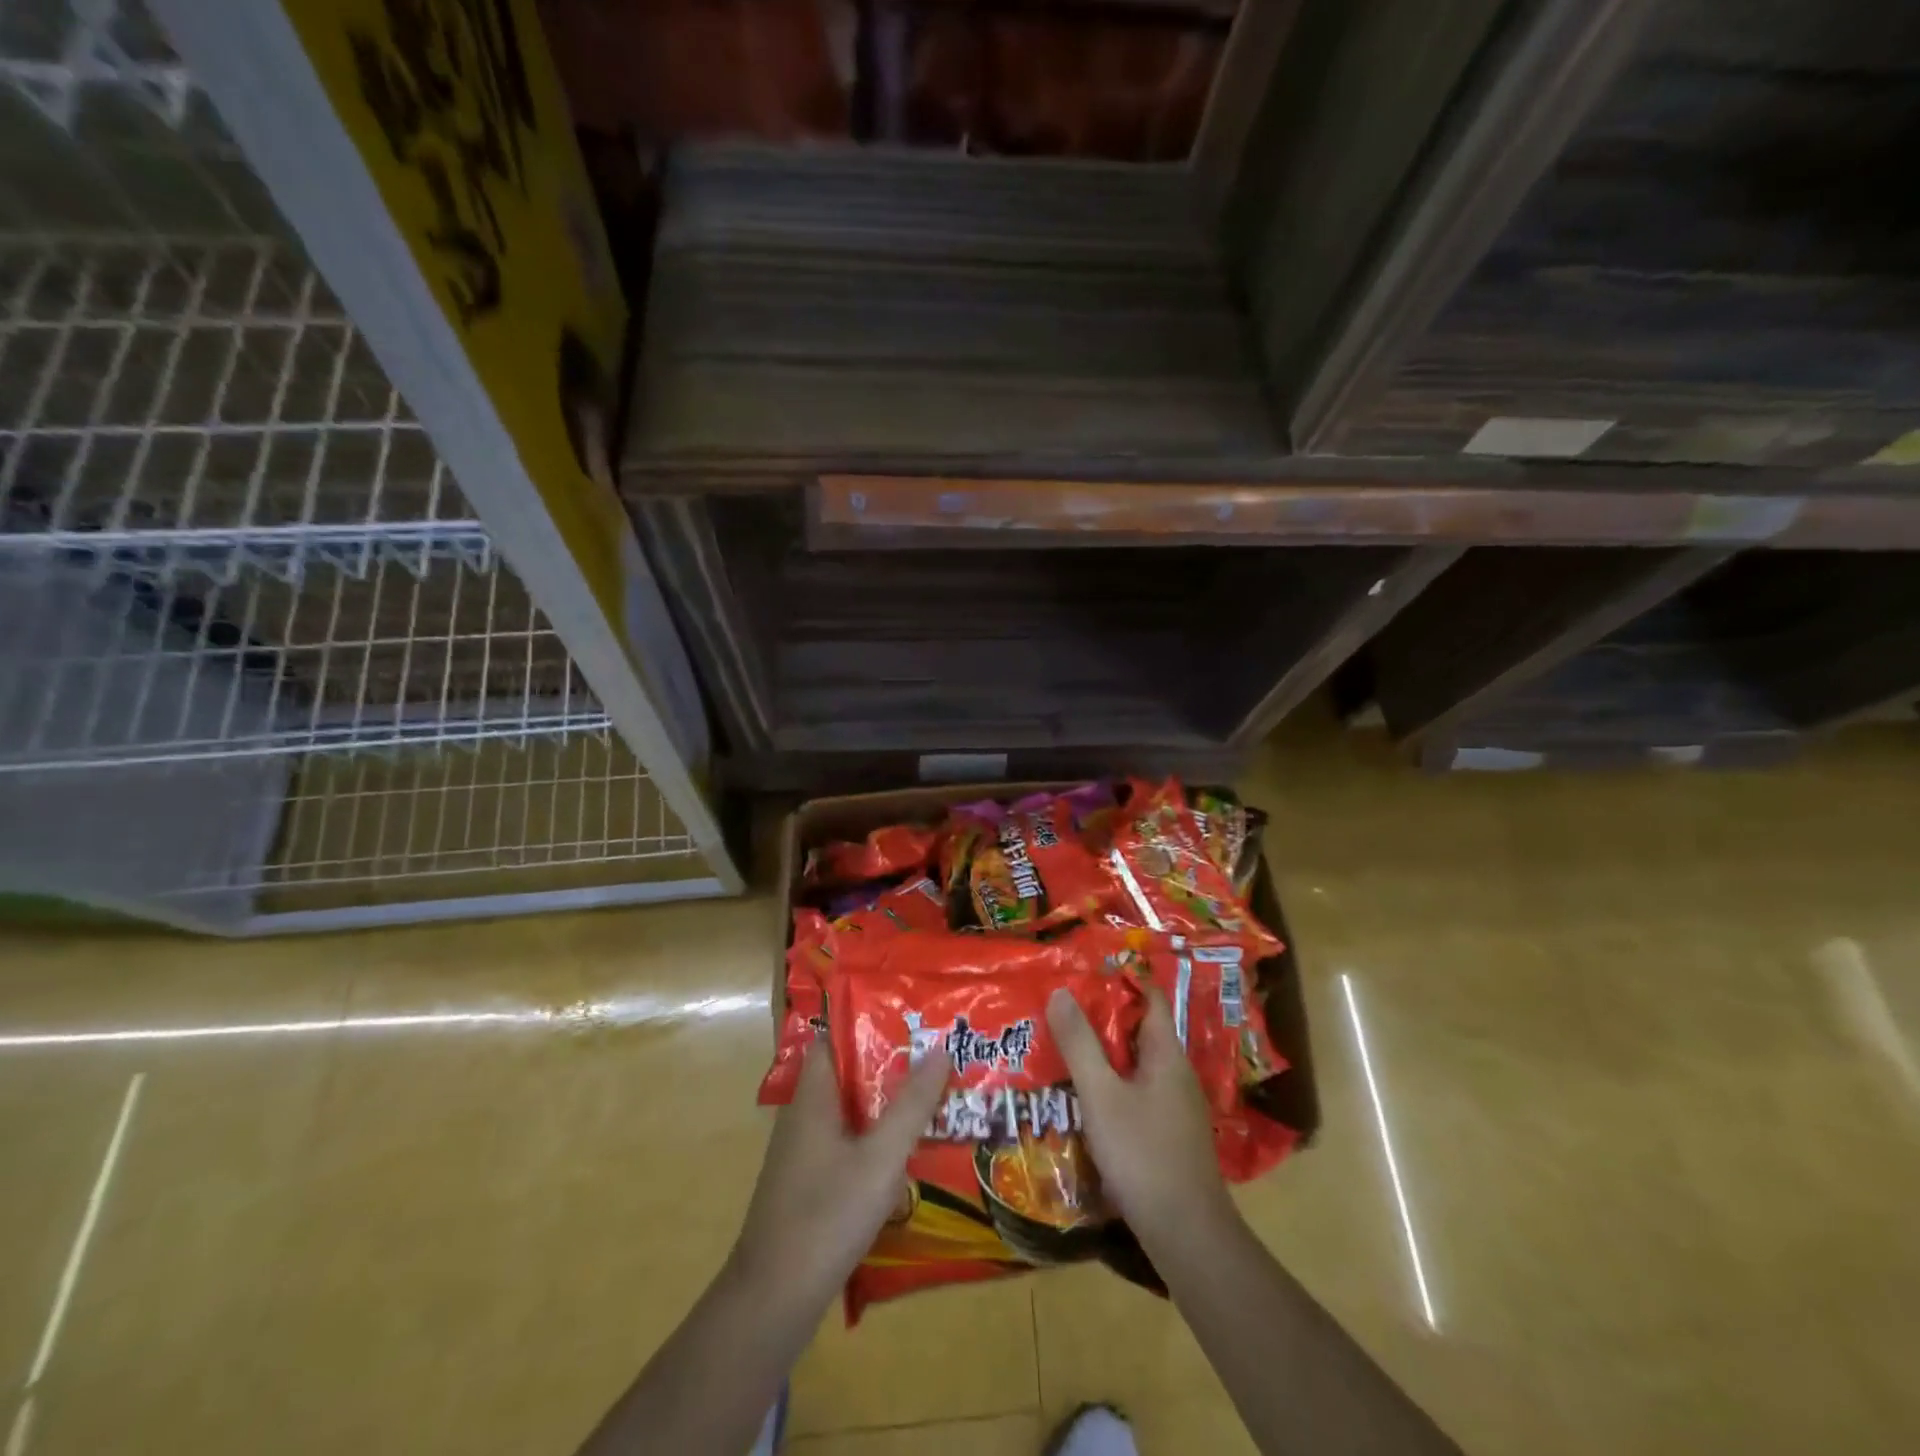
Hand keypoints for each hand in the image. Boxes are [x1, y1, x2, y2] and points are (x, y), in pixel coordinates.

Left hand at [730, 1039, 951, 1306]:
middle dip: (889, 1065)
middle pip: (847, 1075)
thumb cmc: (827, 1215)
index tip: (910, 1019)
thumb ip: (912, 1104)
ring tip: (931, 1098)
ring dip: (885, 1104)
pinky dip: (874, 1138)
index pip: (835, 1039)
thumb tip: (941, 1048)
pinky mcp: (808, 1184)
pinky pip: (846, 1143)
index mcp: (813, 1097)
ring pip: (849, 1112)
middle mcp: (804, 1116)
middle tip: (935, 1057)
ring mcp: (803, 1153)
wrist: (773, 1300)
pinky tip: (905, 1153)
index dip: (869, 1024)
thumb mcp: (881, 1157)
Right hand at [1047, 985, 1233, 1247]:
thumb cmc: (1143, 1154)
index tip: (1083, 972)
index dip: (1120, 979)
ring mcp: (1176, 1107)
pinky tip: (1085, 1099)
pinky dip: (1112, 1086)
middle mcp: (1176, 1074)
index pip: (1150, 997)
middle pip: (1140, 1031)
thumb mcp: (1101, 1095)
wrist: (1187, 1235)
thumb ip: (1080, 1044)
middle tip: (1061, 1009)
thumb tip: (1060, 991)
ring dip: (1105, 1055)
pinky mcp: (1168, 1135)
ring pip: (1136, 1065)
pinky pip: (1137, 1094)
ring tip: (1063, 1049)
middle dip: (1103, 1018)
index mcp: (1166, 1054)